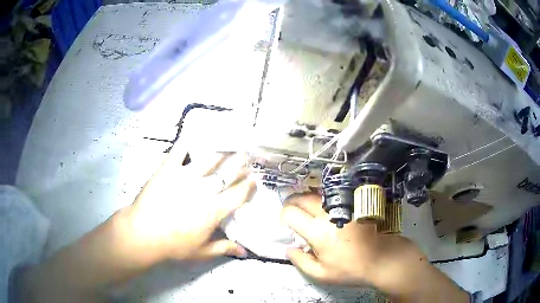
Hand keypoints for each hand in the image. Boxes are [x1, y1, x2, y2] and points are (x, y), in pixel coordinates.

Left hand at [123, 144, 255, 261]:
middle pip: (227, 173)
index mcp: (214, 210)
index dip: (248, 186)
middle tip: (247, 155)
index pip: (238, 195)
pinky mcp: (168, 170)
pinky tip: (191, 136)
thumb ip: (224, 248)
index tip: (254, 178)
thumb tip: (244, 252)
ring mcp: (186, 177)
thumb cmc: (174, 246)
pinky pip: (179, 151)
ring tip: (228, 145)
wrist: (143, 234)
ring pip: (208, 159)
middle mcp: (204, 190)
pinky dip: (185, 143)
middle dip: (240, 163)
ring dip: (221, 151)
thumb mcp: (201, 252)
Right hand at [281, 194, 467, 301]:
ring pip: (317, 194)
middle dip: (292, 202)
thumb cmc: (352, 269)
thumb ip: (301, 261)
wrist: (384, 257)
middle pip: (302, 197)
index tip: (287, 222)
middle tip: (292, 210)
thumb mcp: (322, 274)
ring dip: (307, 199)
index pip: (291, 213)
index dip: (284, 215)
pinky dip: (323, 199)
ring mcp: (343, 206)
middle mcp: (328, 214)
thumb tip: (288, 248)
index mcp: (318, 232)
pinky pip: (333, 196)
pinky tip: (326, 208)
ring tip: (307, 209)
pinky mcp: (354, 203)